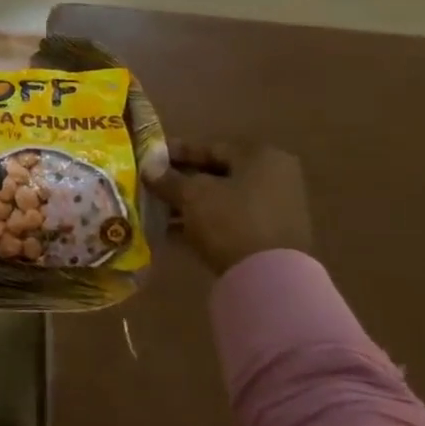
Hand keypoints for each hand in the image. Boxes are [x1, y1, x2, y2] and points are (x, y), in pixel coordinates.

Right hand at [145, 139, 312, 275]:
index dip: (176, 153)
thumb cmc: (230, 220)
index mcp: (261, 157)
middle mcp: (275, 178)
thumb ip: (168, 179)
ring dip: (189, 203)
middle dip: (181, 180)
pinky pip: (229, 220)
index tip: (149, 158)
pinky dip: (203, 222)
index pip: (210, 147)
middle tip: (151, 184)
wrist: (269, 278)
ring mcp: (276, 209)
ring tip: (156, 209)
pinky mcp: (270, 237)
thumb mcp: (191, 194)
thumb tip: (149, 169)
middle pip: (216, 174)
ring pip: (221, 199)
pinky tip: (173, 230)